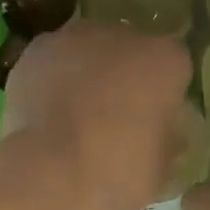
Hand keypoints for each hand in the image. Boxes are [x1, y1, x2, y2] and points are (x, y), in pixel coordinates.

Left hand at [0, 21, 192, 209]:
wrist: (49, 174)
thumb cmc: (117, 173)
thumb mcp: (161, 167)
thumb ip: (165, 138)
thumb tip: (159, 133)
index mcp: (165, 60)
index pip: (174, 67)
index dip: (163, 94)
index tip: (152, 120)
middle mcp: (122, 36)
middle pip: (128, 50)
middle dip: (123, 76)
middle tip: (112, 116)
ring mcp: (74, 38)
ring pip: (88, 51)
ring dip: (85, 74)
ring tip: (73, 116)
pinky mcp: (36, 50)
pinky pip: (53, 63)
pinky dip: (51, 81)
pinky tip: (46, 113)